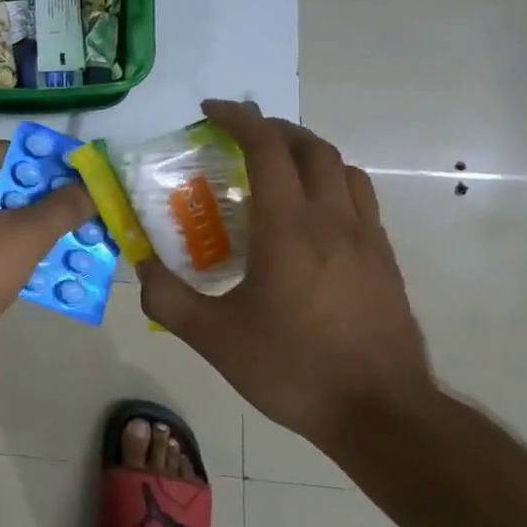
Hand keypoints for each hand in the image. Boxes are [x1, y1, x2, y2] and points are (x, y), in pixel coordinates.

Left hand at [0, 141, 94, 345]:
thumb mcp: (25, 237)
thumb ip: (61, 209)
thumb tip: (88, 187)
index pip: (17, 151)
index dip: (54, 167)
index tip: (84, 186)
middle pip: (6, 180)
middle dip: (44, 200)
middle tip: (80, 217)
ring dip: (27, 224)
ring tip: (65, 242)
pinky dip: (3, 241)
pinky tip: (30, 264)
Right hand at [138, 99, 436, 454]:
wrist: (383, 415)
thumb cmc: (294, 368)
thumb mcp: (214, 339)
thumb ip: (167, 299)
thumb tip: (140, 269)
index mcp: (289, 228)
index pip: (268, 148)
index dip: (238, 119)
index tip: (210, 111)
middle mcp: (332, 221)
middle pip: (311, 148)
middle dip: (272, 129)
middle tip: (238, 137)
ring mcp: (367, 239)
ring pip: (343, 169)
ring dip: (307, 154)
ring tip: (276, 169)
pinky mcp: (385, 261)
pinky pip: (360, 199)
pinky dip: (331, 184)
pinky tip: (310, 217)